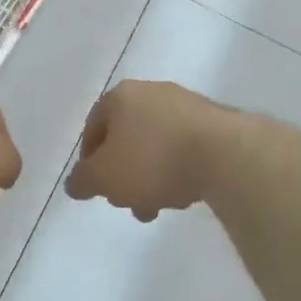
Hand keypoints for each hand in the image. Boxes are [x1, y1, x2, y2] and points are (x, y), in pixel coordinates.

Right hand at [64, 80, 225, 221]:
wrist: (226, 154)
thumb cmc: (153, 160)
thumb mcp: (104, 177)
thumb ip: (82, 181)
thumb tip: (74, 184)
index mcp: (120, 96)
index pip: (93, 127)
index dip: (89, 160)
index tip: (95, 187)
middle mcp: (152, 92)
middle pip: (126, 138)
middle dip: (123, 175)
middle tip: (127, 203)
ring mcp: (187, 105)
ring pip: (156, 146)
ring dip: (151, 178)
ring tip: (159, 208)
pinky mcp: (216, 122)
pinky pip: (185, 148)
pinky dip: (179, 169)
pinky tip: (185, 194)